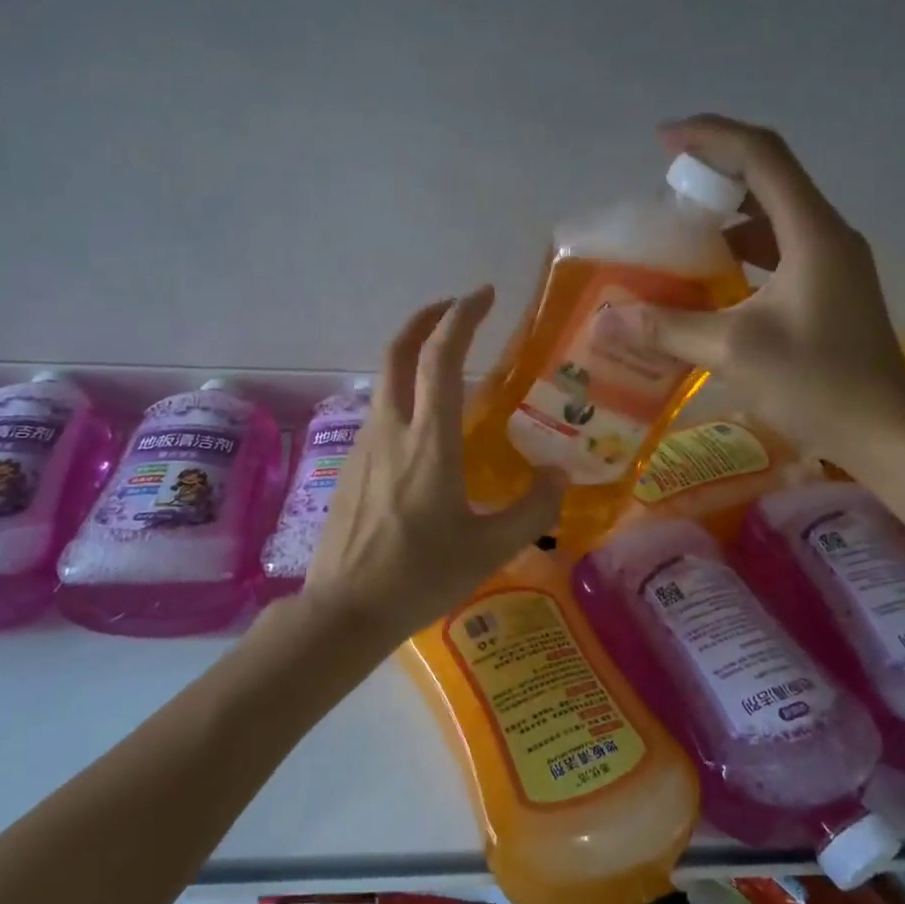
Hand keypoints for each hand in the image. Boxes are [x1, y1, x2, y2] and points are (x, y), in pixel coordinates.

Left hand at [303, 286, 565, 641]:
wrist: (345, 609)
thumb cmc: (421, 576)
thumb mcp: (490, 548)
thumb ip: (533, 509)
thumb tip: (559, 475)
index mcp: (429, 441)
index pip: (442, 357)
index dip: (463, 317)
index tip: (483, 294)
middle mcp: (391, 429)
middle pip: (400, 350)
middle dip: (427, 317)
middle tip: (457, 308)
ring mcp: (364, 445)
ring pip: (385, 379)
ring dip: (414, 355)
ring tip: (448, 365)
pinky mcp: (350, 465)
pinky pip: (380, 411)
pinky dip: (404, 393)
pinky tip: (423, 426)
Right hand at [621, 114, 904, 465]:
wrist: (885, 432)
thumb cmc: (817, 384)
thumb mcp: (735, 352)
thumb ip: (668, 328)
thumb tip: (605, 319)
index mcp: (813, 232)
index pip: (762, 155)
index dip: (711, 137)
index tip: (662, 140)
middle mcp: (827, 234)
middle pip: (770, 178)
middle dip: (715, 174)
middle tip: (666, 192)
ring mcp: (833, 263)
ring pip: (774, 216)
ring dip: (728, 215)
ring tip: (681, 233)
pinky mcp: (830, 290)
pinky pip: (779, 251)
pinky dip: (742, 251)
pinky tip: (712, 279)